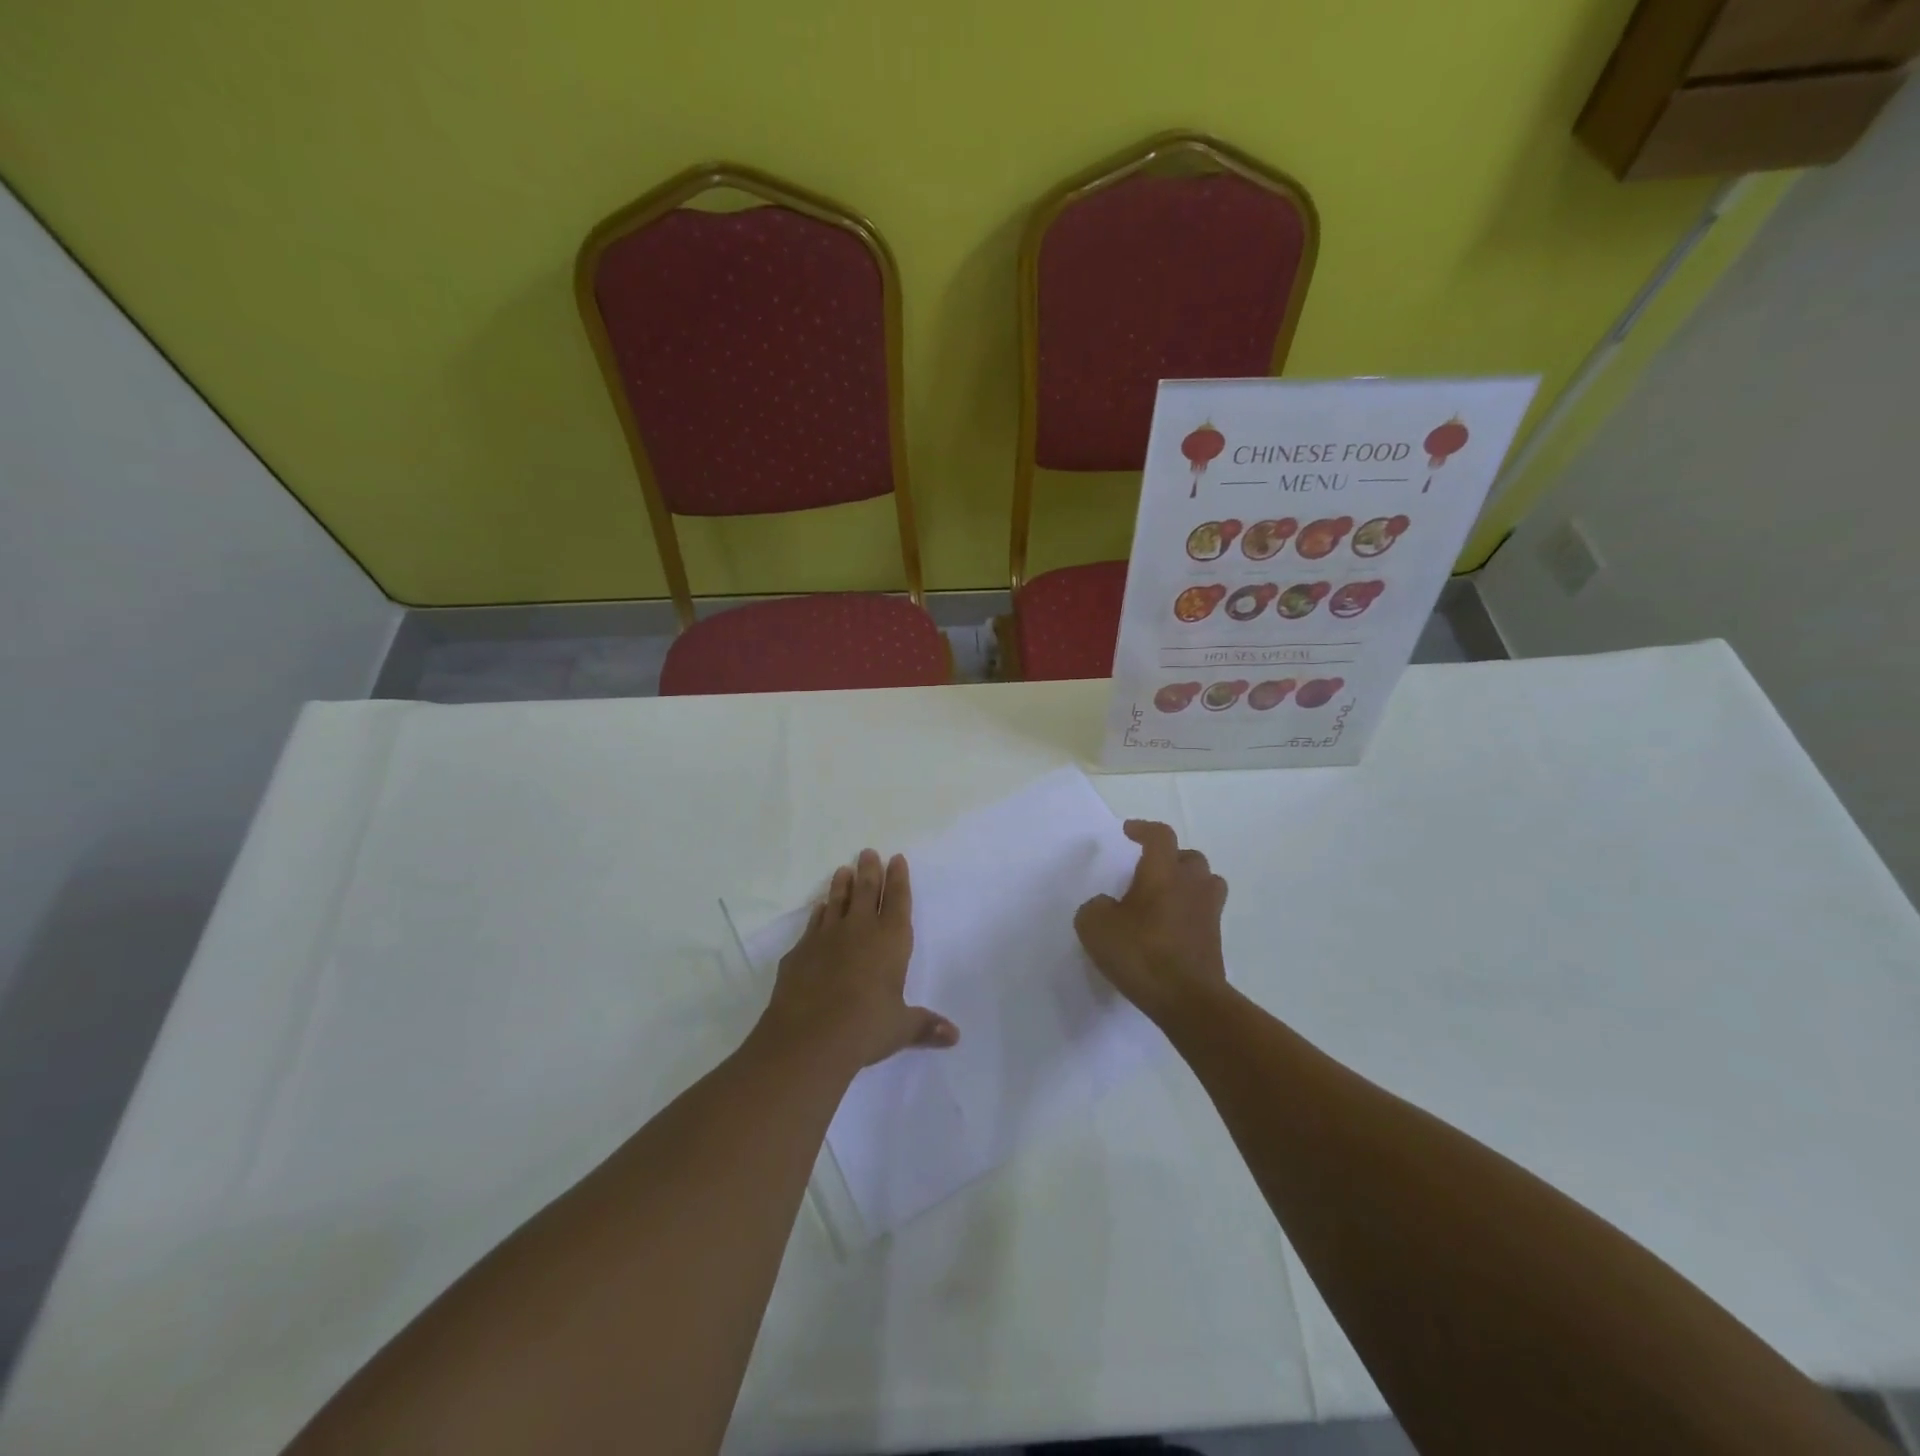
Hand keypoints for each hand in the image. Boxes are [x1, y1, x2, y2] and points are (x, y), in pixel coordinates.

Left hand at [758, 849, 958, 1073]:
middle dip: (870, 871)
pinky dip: (818, 913)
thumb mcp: (900, 1028)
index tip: (896, 858)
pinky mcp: (800, 951)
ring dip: (841, 885)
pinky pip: (813, 923)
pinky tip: (819, 908)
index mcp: (891, 940)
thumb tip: (954, 1036)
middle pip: (866, 891)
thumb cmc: (865, 1027)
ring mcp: (826, 937)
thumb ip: (925, 1026)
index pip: (898, 901)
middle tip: (868, 852)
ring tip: (843, 869)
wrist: (808, 1037)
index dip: (898, 879)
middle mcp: (859, 930)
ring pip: (837, 901)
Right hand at [1075, 820, 1228, 1022]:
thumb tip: (1107, 906)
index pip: (1160, 836)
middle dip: (1170, 858)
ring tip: (1164, 897)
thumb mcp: (1095, 926)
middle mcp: (1191, 885)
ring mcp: (1208, 913)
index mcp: (1163, 872)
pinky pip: (1204, 914)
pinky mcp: (1215, 941)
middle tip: (1149, 870)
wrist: (1188, 999)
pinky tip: (1169, 929)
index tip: (1128, 832)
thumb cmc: (1141, 953)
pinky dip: (1190, 914)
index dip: (1144, 830)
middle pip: (1189, 858)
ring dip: (1187, 884)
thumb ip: (1095, 907)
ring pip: (1205, 883)